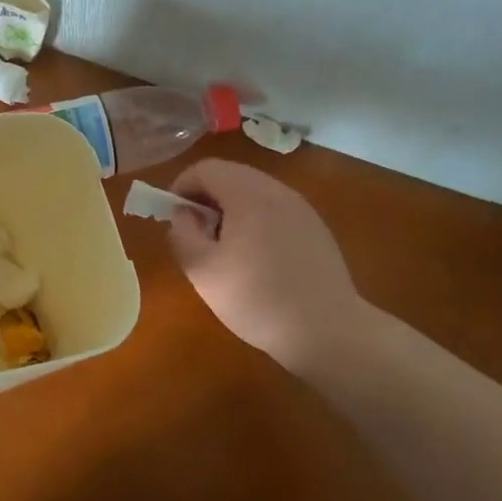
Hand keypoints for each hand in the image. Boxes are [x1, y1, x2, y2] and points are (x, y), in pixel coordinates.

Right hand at [168, 159, 389, 374]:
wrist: (328, 332)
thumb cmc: (257, 298)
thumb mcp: (202, 270)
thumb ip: (182, 233)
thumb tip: (184, 213)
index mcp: (248, 193)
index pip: (205, 168)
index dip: (182, 186)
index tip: (174, 217)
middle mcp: (277, 190)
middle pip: (231, 175)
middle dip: (206, 197)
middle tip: (197, 233)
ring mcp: (301, 208)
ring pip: (254, 192)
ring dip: (231, 209)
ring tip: (225, 247)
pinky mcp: (316, 228)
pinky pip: (275, 209)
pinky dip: (256, 220)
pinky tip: (257, 258)